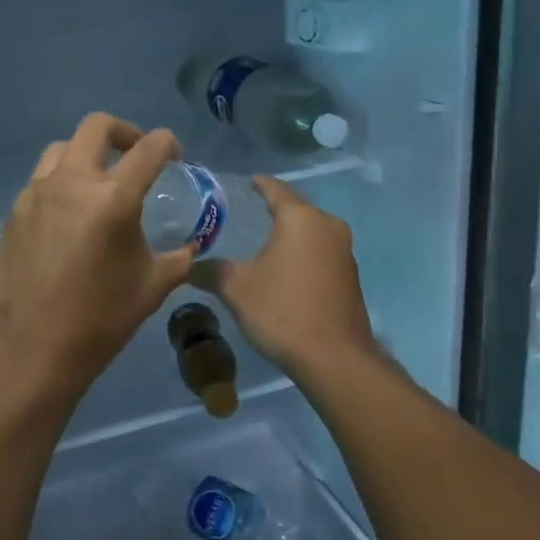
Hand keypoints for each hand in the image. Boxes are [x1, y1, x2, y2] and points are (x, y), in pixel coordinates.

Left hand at [0, 113, 195, 399]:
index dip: (167, 143)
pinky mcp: (14, 212)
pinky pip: (41, 180)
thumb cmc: (98, 320)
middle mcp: (71, 182)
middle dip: (123, 131)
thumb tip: (190, 247)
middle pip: (97, 126)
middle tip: (134, 153)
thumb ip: (178, 258)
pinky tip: (69, 215)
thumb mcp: (151, 288)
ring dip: (86, 153)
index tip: (174, 153)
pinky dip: (61, 182)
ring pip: (62, 148)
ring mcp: (36, 194)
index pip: (148, 148)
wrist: (27, 349)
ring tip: (98, 180)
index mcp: (112, 198)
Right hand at [190, 176, 378, 383]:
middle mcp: (328, 226)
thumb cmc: (282, 310)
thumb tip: (189, 265)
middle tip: (249, 211)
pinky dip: (303, 254)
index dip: (259, 184)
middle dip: (275, 209)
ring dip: (290, 234)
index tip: (247, 182)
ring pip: (311, 231)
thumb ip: (211, 271)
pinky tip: (286, 268)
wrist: (335, 358)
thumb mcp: (236, 288)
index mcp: (300, 218)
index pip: (276, 189)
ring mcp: (344, 252)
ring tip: (266, 240)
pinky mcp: (351, 276)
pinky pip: (321, 253)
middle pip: (297, 209)